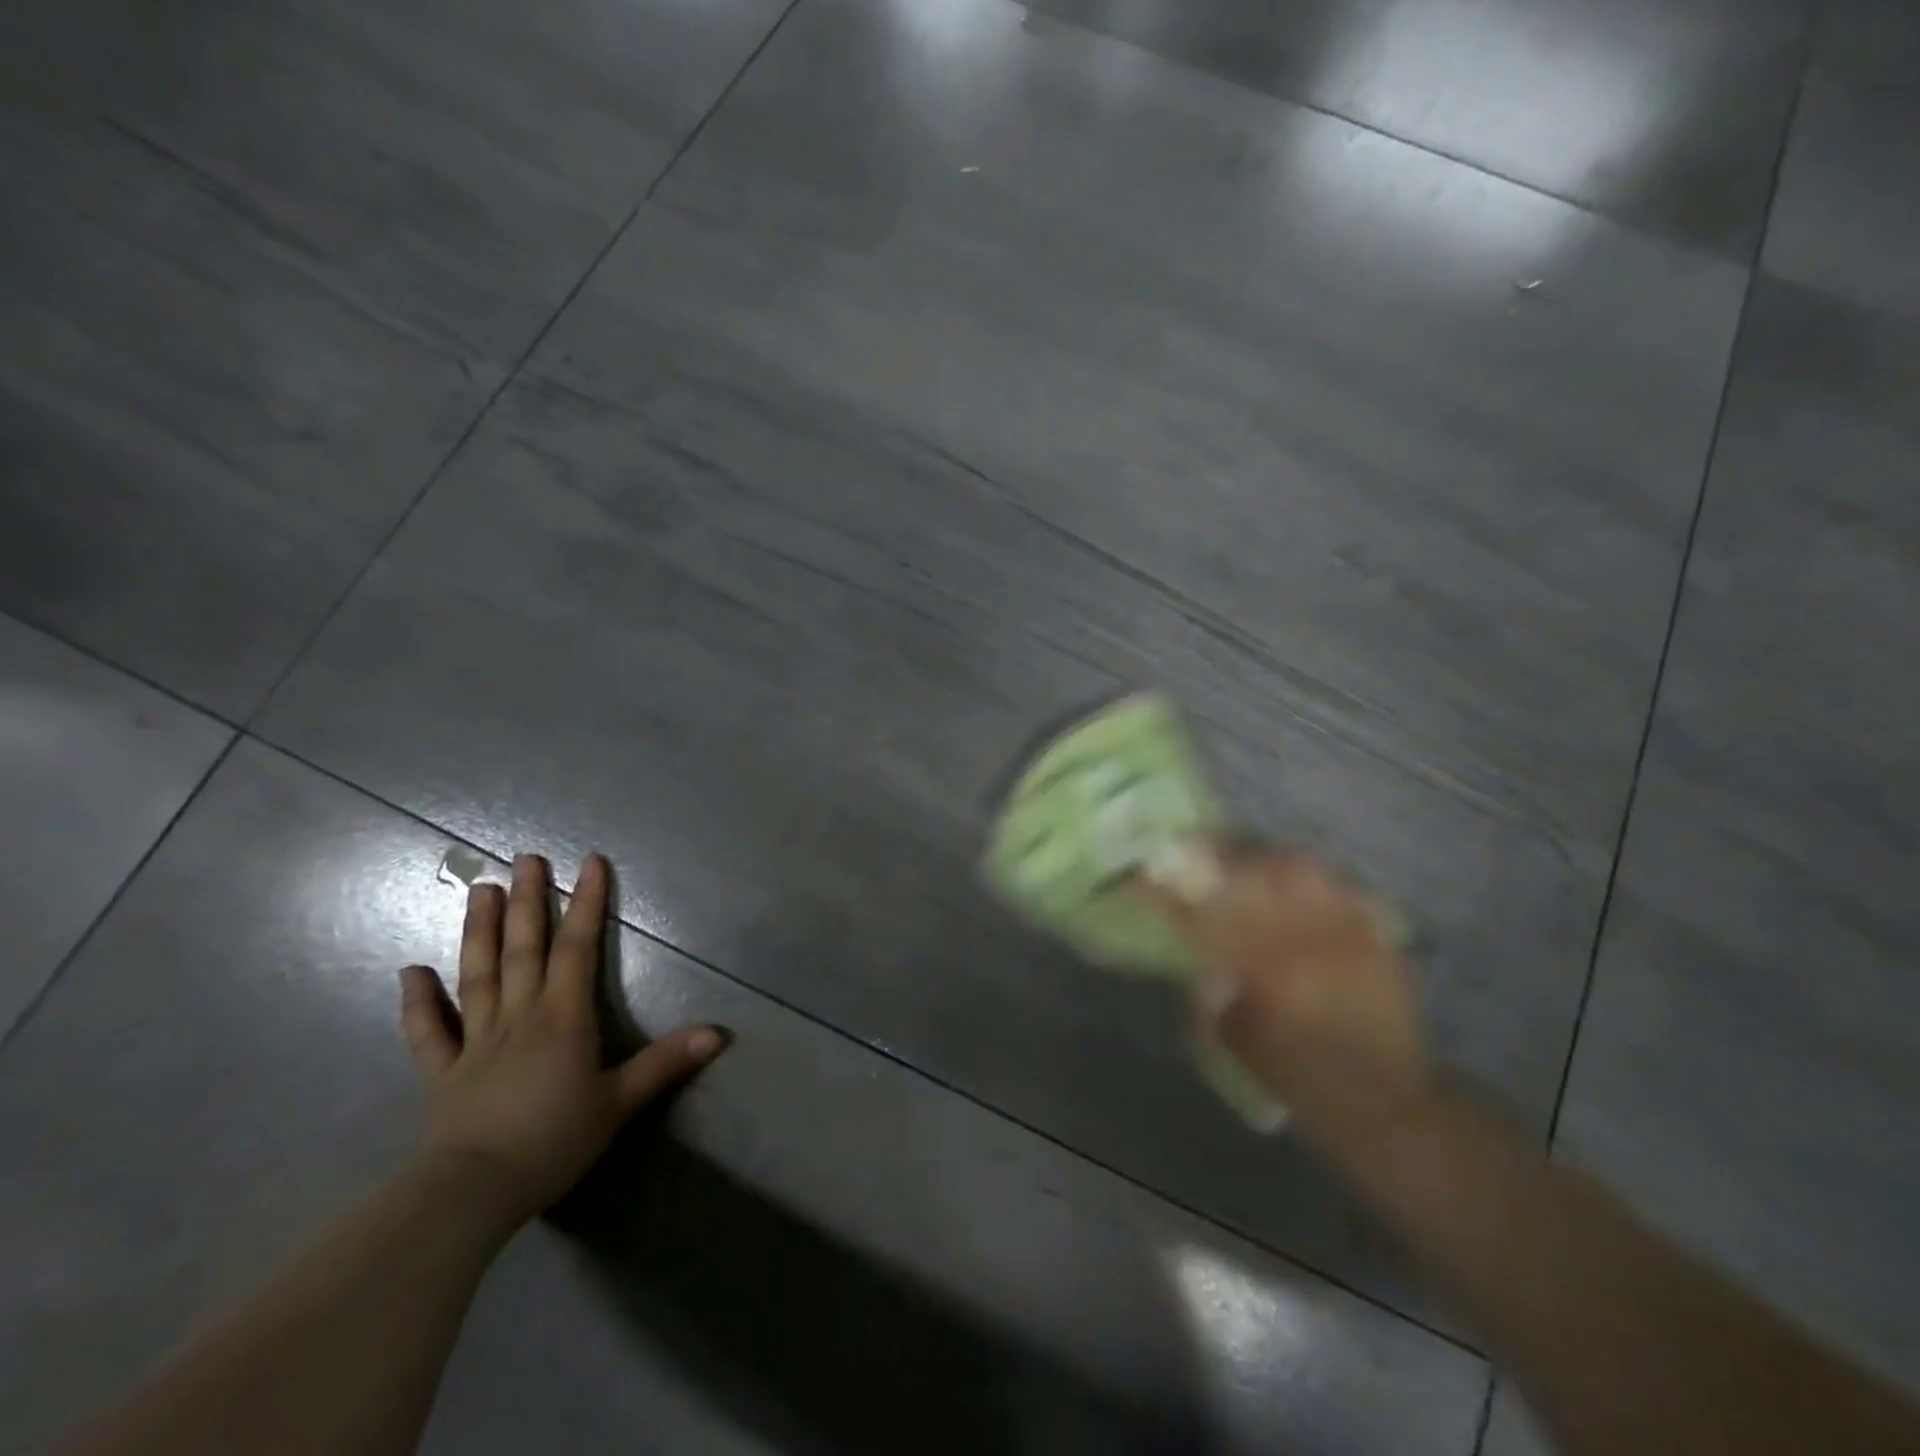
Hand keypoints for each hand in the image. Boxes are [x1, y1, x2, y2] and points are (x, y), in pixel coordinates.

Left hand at [398, 853, 726, 1224]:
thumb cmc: (554, 1141)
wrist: (472, 1192)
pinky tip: (411, 971)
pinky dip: (419, 1001)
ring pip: (479, 975)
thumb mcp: (619, 1103)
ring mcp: (476, 1041)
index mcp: (563, 1018)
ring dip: (479, 931)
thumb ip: (666, 1063)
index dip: (587, 903)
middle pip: (524, 949)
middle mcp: (519, 1016)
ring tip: (480, 889)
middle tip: (526, 858)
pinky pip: (429, 1031)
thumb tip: (720, 1033)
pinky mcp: (443, 1072)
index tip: (590, 862)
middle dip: (530, 901)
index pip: (578, 949)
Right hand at [1142, 845, 1430, 1152]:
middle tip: (1193, 854)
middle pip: (1250, 879)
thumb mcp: (1242, 1047)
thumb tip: (1202, 963)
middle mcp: (1305, 943)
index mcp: (1266, 974)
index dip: (1170, 895)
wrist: (1388, 1106)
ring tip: (1253, 869)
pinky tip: (1305, 891)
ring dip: (1268, 865)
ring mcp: (1346, 934)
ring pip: (1300, 870)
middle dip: (1214, 862)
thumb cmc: (1305, 1084)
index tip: (1144, 877)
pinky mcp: (1378, 938)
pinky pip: (1345, 888)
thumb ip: (1216, 999)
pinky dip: (1319, 883)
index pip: (1205, 919)